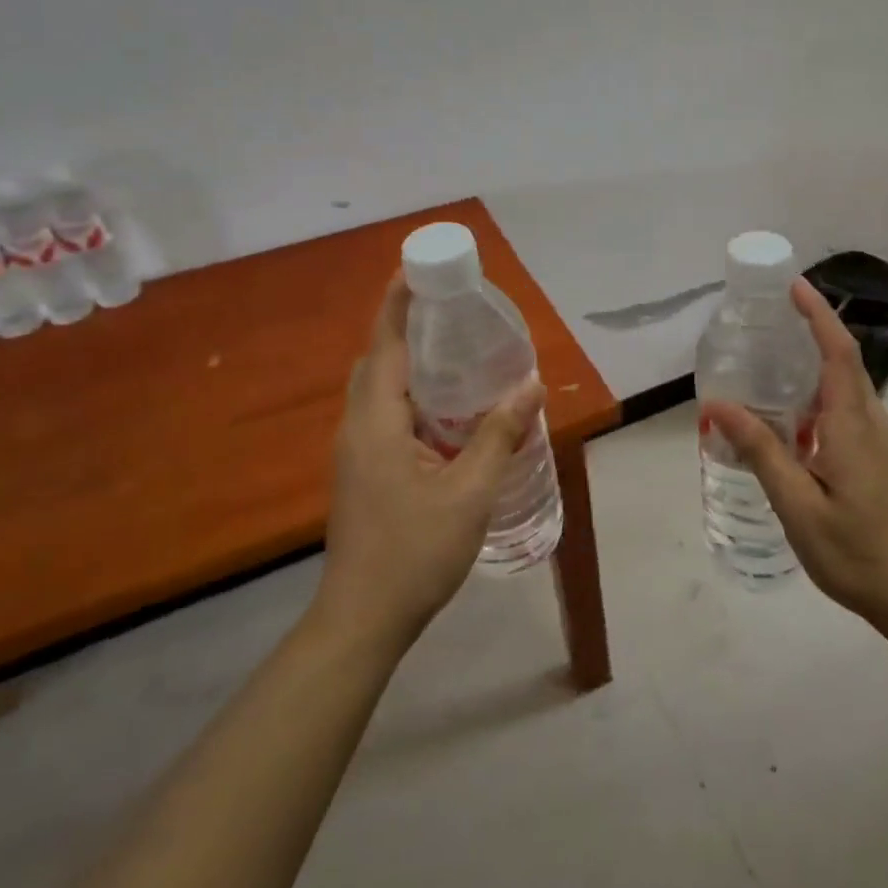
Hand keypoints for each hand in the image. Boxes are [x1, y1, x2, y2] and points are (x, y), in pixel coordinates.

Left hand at [316, 276, 545, 648]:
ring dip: (409, 361)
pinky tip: (447, 409)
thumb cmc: (415, 552)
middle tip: (452, 309)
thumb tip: (532, 384)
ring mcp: (355, 452)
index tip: (418, 268)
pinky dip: (411, 394)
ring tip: (455, 350)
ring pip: (379, 388)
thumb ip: (500, 434)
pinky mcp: (362, 471)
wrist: (363, 620)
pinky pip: (384, 413)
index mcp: (377, 422)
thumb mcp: (470, 491)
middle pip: (378, 360)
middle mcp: (358, 428)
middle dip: (407, 326)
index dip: (399, 303)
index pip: (386, 344)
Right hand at [702, 279, 887, 630]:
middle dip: (813, 332)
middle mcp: (873, 422)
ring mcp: (883, 441)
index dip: (817, 315)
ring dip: (816, 367)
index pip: (838, 352)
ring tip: (772, 368)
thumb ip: (761, 452)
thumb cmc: (856, 552)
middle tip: (769, 323)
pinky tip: (795, 422)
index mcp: (853, 426)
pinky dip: (822, 398)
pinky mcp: (883, 458)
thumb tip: (718, 406)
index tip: (793, 286)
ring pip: (848, 389)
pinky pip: (850, 412)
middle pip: (845, 363)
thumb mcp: (797, 506)